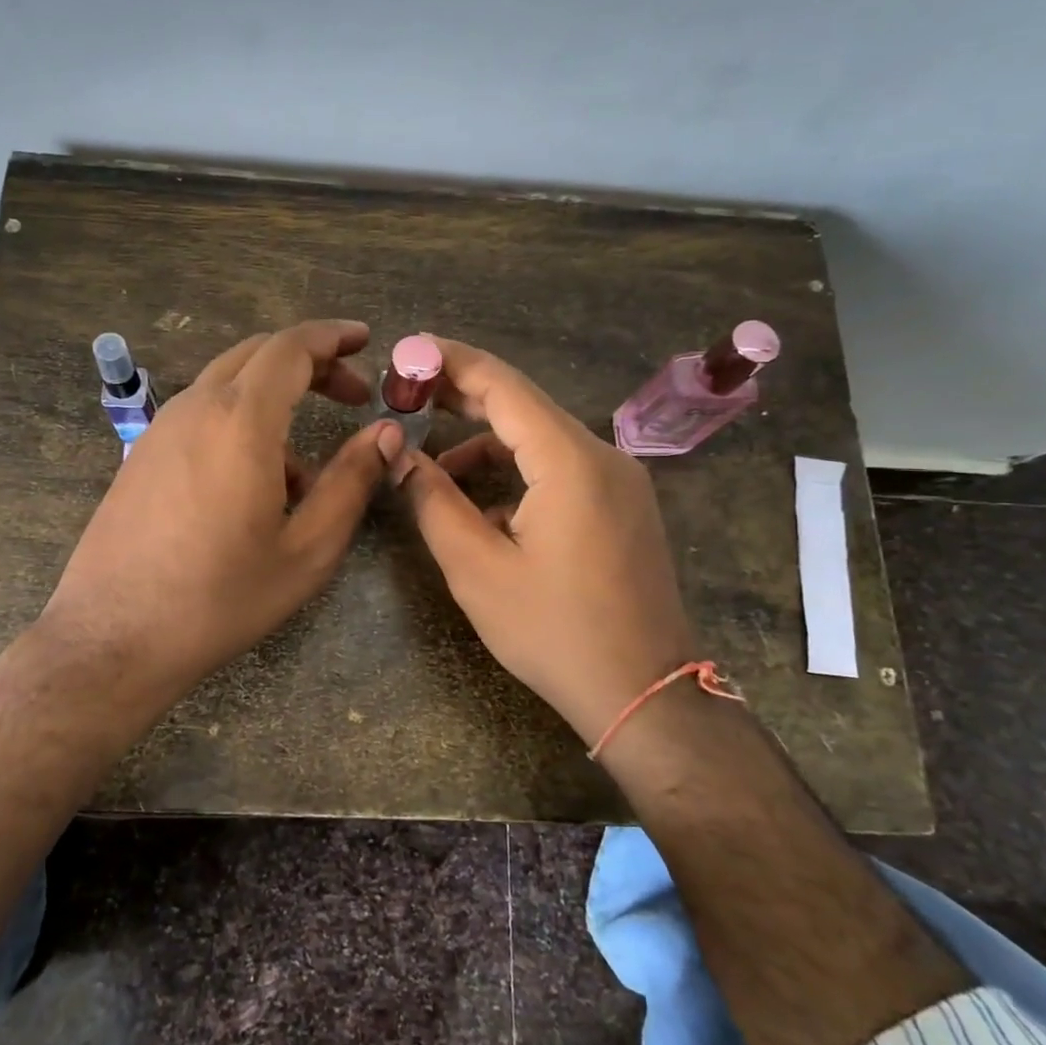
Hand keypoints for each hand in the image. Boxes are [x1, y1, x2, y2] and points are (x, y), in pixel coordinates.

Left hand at [40, 319, 394, 707]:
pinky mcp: (141, 455)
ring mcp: (160, 429)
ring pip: (228, 386)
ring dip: (276, 400)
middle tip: (353, 393)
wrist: (114, 638)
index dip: (332, 336)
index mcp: (241, 420)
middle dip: (311, 363)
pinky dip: (241, 425)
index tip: (365, 340)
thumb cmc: (221, 597)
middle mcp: (195, 408)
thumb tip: (387, 433)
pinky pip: (202, 416)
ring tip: (307, 472)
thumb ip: (352, 481)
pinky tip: (255, 487)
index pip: (291, 347)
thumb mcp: (307, 548)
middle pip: (258, 355)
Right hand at [385, 337, 694, 744]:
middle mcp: (603, 455)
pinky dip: (519, 473)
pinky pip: (563, 468)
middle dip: (463, 395)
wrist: (645, 694)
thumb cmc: (554, 631)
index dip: (450, 361)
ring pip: (542, 439)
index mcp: (569, 460)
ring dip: (487, 443)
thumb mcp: (477, 569)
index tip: (406, 350)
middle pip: (524, 404)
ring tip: (434, 467)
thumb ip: (433, 501)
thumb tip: (400, 455)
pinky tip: (486, 507)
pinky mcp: (624, 506)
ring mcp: (621, 480)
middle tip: (408, 393)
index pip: (502, 384)